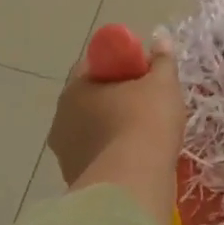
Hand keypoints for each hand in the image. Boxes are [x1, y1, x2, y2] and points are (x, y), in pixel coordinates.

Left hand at [49, 35, 185, 206]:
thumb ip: (162, 59)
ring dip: (114, 129)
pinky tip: (138, 159)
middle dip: (117, 98)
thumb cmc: (145, 122)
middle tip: (149, 101)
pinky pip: (99, 158)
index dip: (119, 63)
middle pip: (91, 99)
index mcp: (75, 89)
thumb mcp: (162, 83)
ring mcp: (66, 154)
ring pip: (93, 131)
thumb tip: (160, 39)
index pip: (93, 65)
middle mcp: (61, 119)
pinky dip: (115, 155)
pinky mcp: (76, 182)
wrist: (134, 185)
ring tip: (146, 134)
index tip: (143, 71)